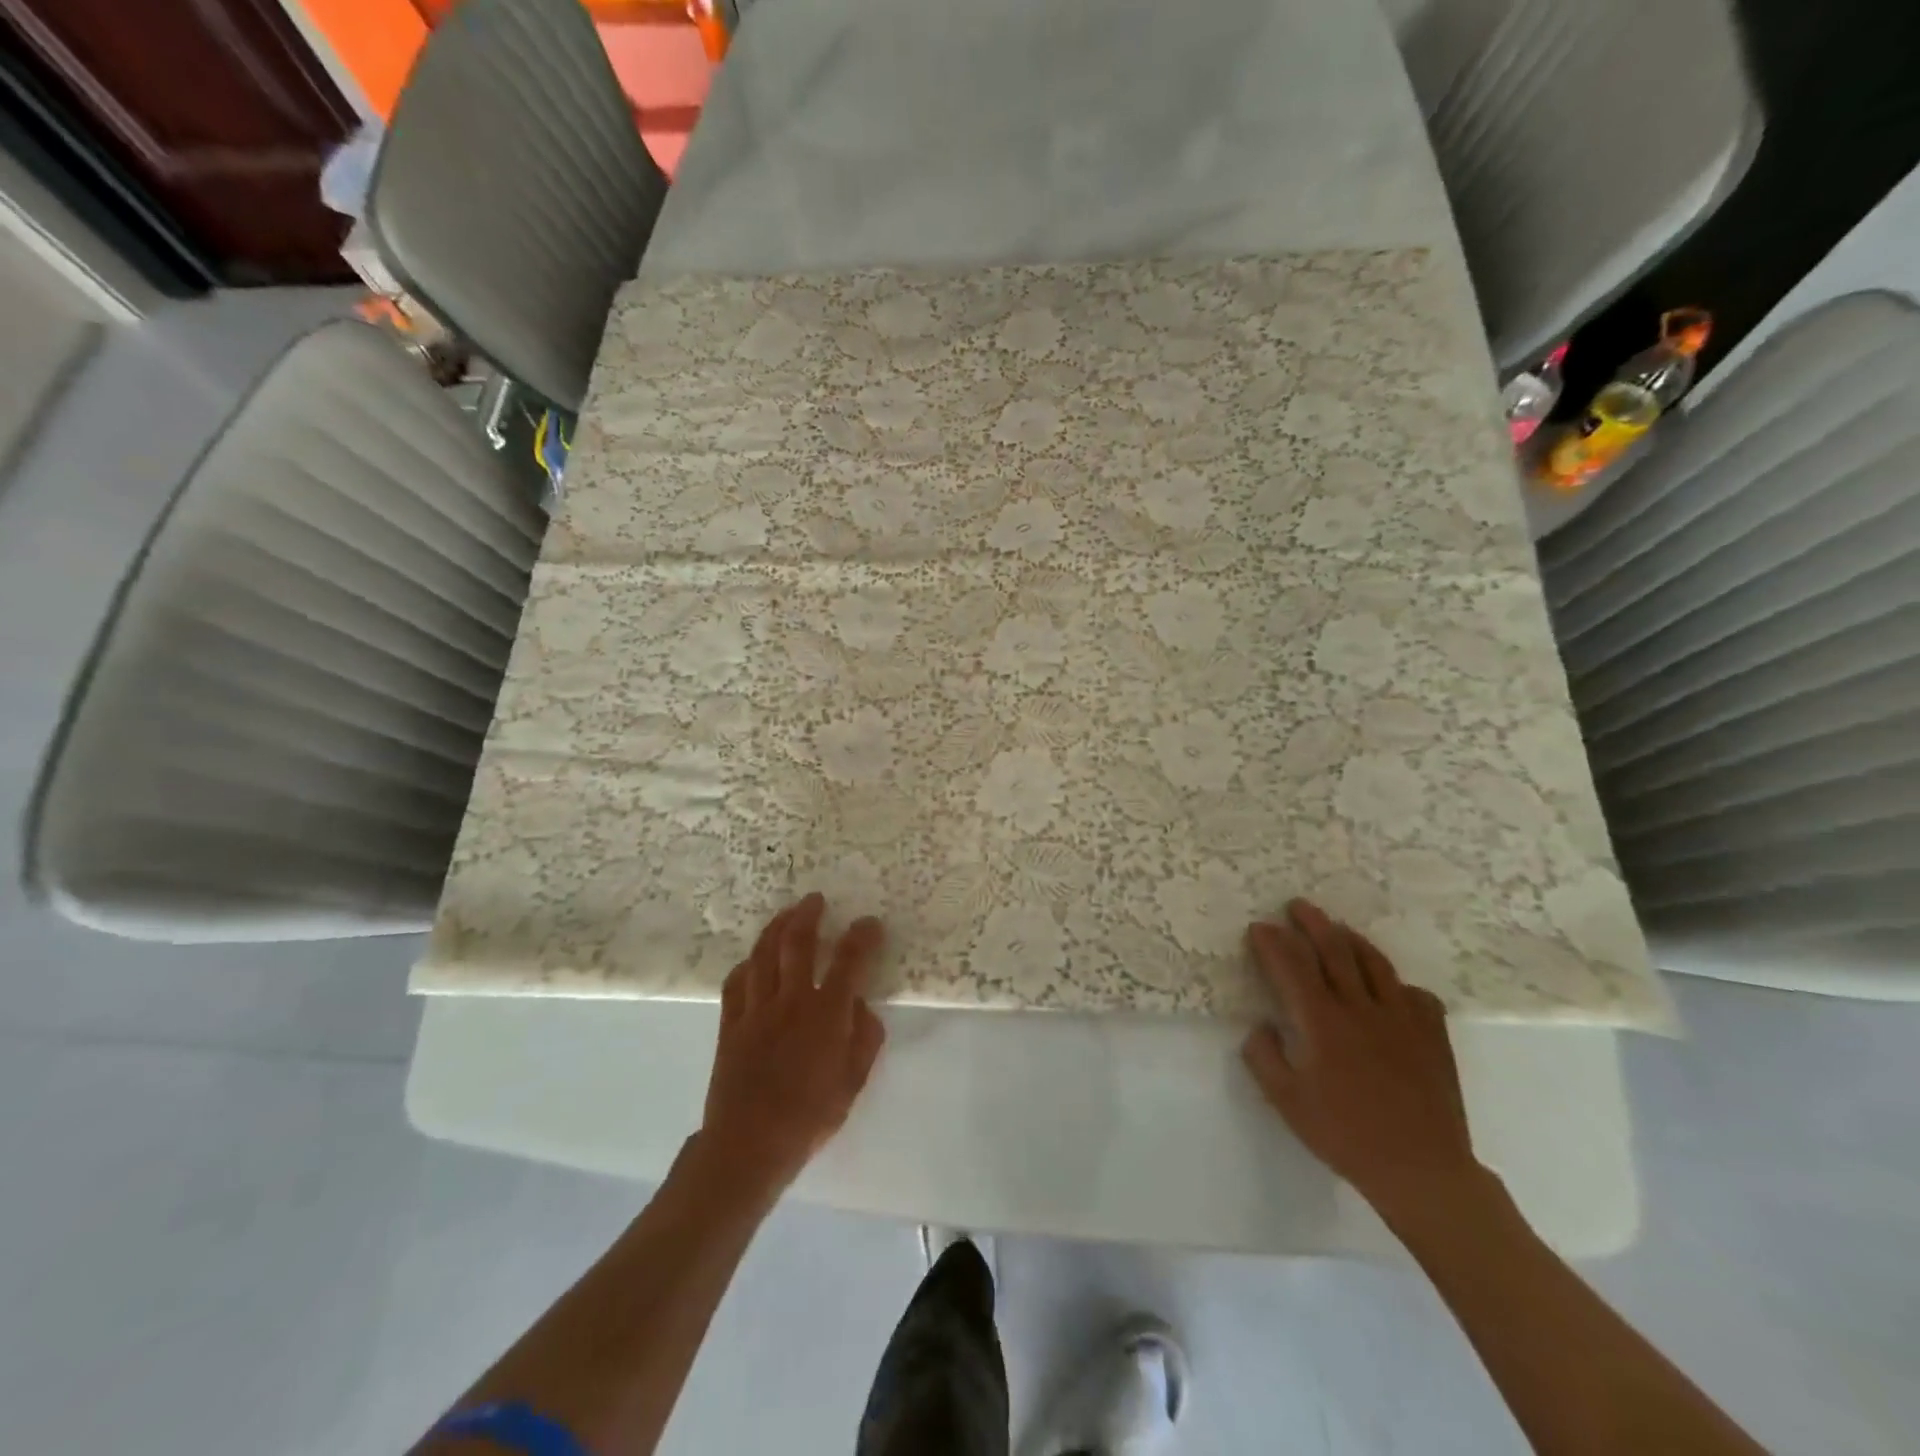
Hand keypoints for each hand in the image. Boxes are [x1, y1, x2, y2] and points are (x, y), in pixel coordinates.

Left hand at [698, 894, 886, 1200]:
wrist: (748, 1144)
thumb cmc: (809, 1117)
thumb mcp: (853, 1082)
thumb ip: (864, 1038)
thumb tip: (862, 1005)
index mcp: (826, 1014)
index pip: (849, 961)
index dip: (862, 936)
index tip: (870, 923)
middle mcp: (791, 1000)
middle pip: (798, 942)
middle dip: (809, 915)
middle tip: (816, 900)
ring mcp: (756, 1009)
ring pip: (764, 953)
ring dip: (777, 927)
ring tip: (788, 914)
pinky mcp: (731, 1022)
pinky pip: (737, 981)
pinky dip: (748, 963)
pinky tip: (755, 959)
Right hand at [1241, 900, 1483, 1225]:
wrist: (1422, 1170)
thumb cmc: (1347, 1136)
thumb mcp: (1288, 1103)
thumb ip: (1265, 1059)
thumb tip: (1260, 1026)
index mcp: (1323, 1023)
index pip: (1292, 967)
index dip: (1272, 943)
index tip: (1259, 928)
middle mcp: (1361, 1009)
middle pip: (1335, 950)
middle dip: (1312, 923)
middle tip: (1297, 907)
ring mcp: (1403, 1019)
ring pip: (1375, 963)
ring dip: (1351, 939)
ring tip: (1337, 928)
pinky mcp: (1433, 1035)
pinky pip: (1415, 994)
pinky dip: (1396, 983)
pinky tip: (1390, 988)